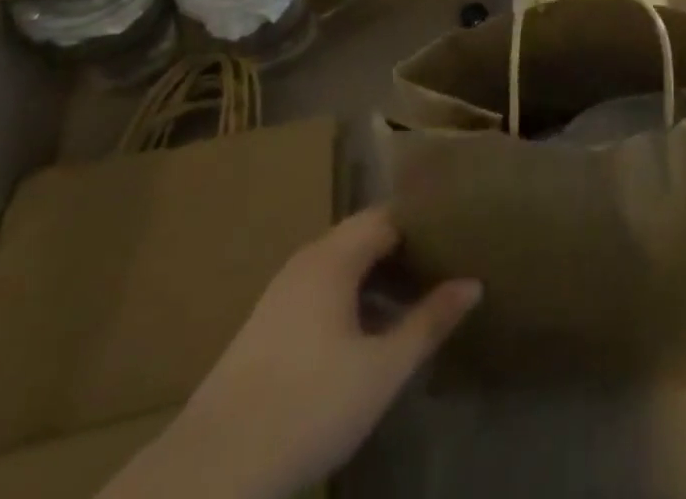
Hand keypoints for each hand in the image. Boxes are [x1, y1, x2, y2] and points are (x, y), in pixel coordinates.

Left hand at [106, 208, 480, 498]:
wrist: (212, 470)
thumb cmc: (308, 405)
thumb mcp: (382, 368)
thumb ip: (429, 321)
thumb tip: (473, 283)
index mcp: (334, 256)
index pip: (389, 215)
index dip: (425, 220)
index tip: (459, 229)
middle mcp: (307, 260)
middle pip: (365, 236)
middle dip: (406, 248)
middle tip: (448, 262)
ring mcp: (283, 292)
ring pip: (343, 265)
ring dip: (380, 276)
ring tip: (418, 297)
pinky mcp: (268, 325)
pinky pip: (324, 289)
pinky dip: (355, 296)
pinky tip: (371, 330)